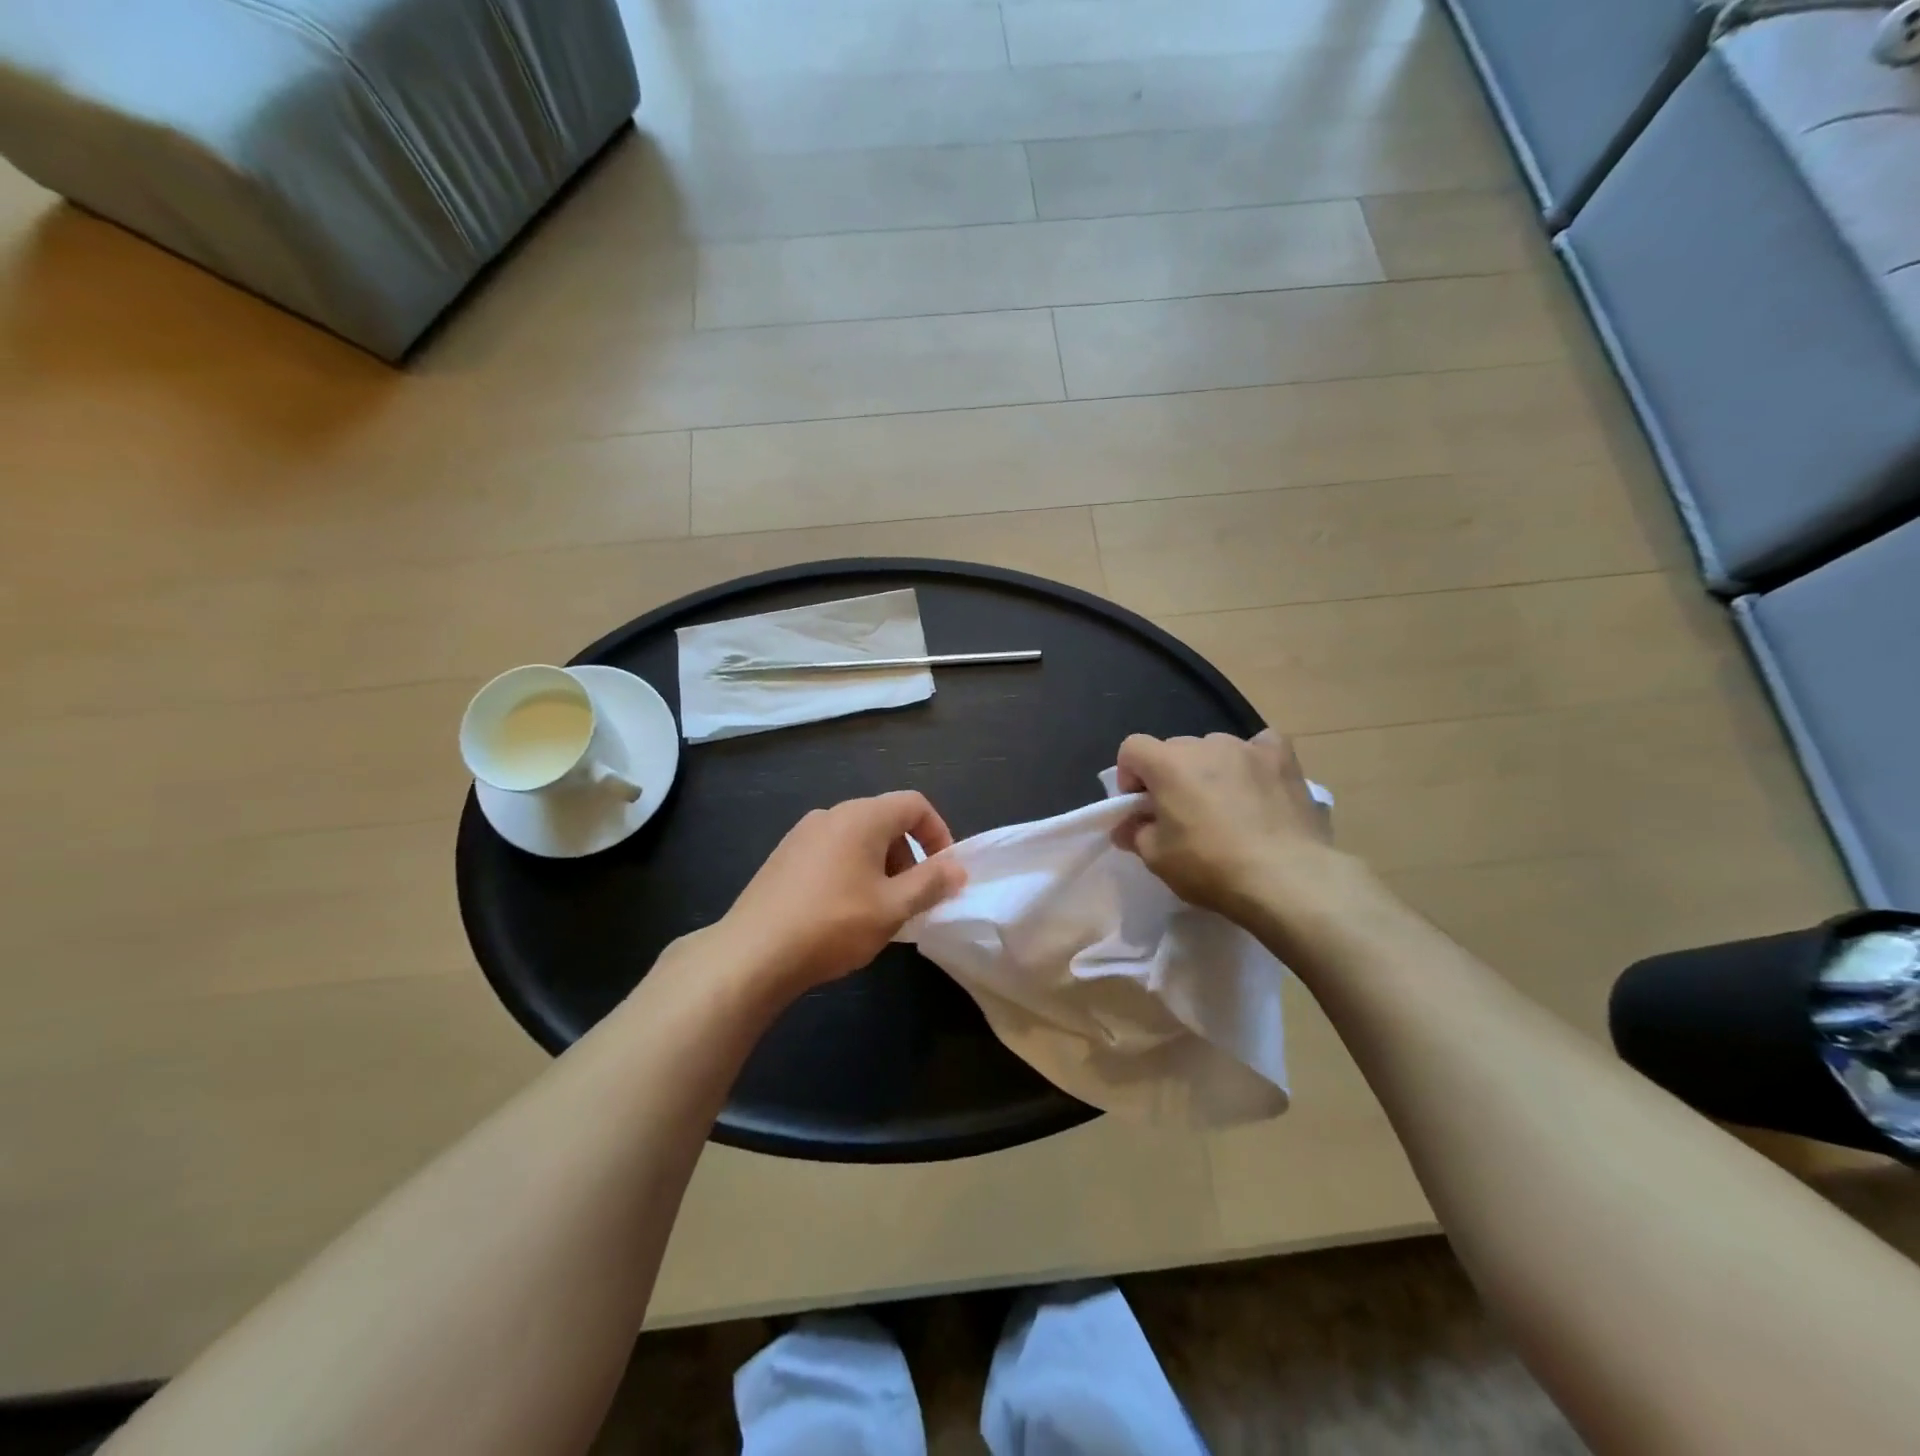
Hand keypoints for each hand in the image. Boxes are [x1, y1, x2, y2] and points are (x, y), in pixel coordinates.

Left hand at [720, 792, 966, 993]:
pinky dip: (851, 871)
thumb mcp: (893, 907)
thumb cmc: (833, 924)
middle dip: (909, 855)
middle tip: (912, 898)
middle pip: (885, 821)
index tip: (944, 871)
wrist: (752, 953)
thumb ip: (931, 882)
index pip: (914, 804)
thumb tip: (957, 867)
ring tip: (879, 910)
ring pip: (857, 839)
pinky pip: (831, 852)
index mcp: (862, 817)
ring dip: (880, 866)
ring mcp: (802, 834)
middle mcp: (831, 814)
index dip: (939, 833)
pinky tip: (842, 912)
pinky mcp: (783, 857)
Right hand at [1114, 730, 1337, 922]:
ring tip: (1226, 805)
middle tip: (1182, 813)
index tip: (1141, 807)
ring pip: (1215, 749)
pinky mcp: (1283, 758)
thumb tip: (1127, 827)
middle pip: (1174, 749)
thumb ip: (1135, 834)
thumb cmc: (1211, 866)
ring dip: (1210, 770)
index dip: (1130, 776)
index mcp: (1167, 763)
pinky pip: (1260, 747)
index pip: (1132, 748)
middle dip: (1171, 775)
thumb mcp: (1157, 859)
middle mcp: (1205, 745)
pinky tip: (1259, 785)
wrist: (1286, 878)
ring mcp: (1247, 748)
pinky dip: (1253, 761)